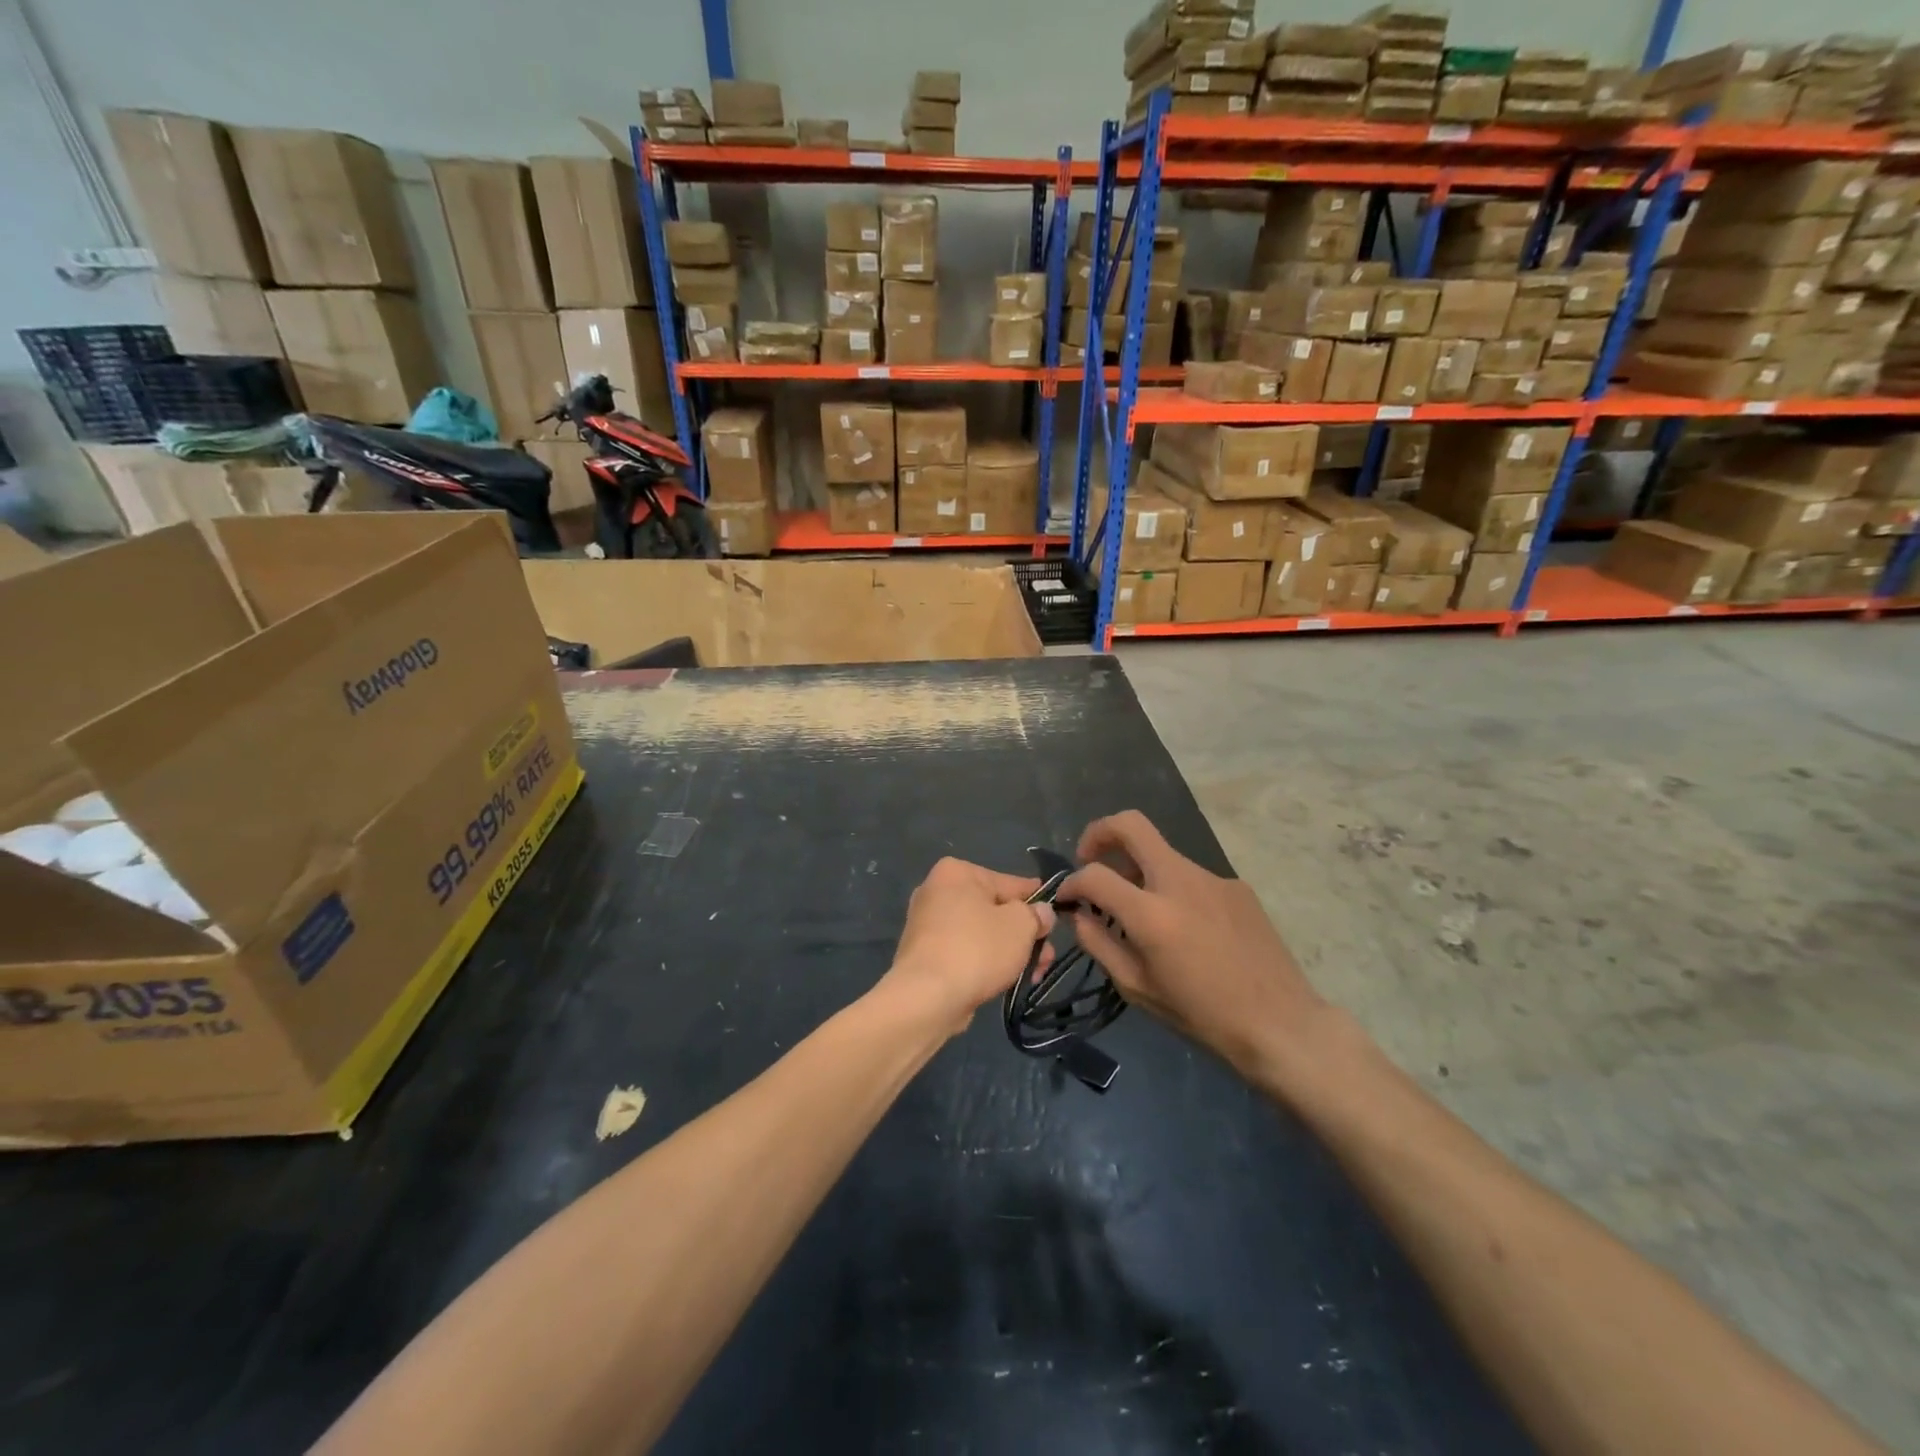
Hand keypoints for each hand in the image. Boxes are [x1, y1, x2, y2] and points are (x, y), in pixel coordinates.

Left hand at [882, 858, 1056, 1036]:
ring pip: (982, 933)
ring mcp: (927, 924)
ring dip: (1009, 951)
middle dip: (1024, 935)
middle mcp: (937, 891)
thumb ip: (1036, 914)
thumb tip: (1041, 912)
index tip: (1056, 913)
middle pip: (995, 910)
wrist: (927, 997)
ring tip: (1034, 975)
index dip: (1037, 899)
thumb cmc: (977, 949)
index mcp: (957, 872)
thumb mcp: (1020, 925)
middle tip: (1047, 957)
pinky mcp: (924, 954)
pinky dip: (985, 963)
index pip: (1010, 882)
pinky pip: (965, 952)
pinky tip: (1006, 981)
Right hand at [1060, 812, 1323, 1078]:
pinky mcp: (1236, 885)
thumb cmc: (1202, 1015)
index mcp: (1152, 913)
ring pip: (1162, 854)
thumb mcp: (1137, 988)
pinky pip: (1191, 877)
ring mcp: (1213, 878)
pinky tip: (1187, 929)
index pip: (1094, 874)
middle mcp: (1181, 881)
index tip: (1066, 897)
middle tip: (1089, 859)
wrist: (1280, 1024)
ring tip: (1140, 912)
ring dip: (1139, 871)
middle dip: (1099, 833)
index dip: (1070, 882)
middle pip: (1131, 825)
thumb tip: (1079, 913)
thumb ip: (1098, 944)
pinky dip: (1174, 890)